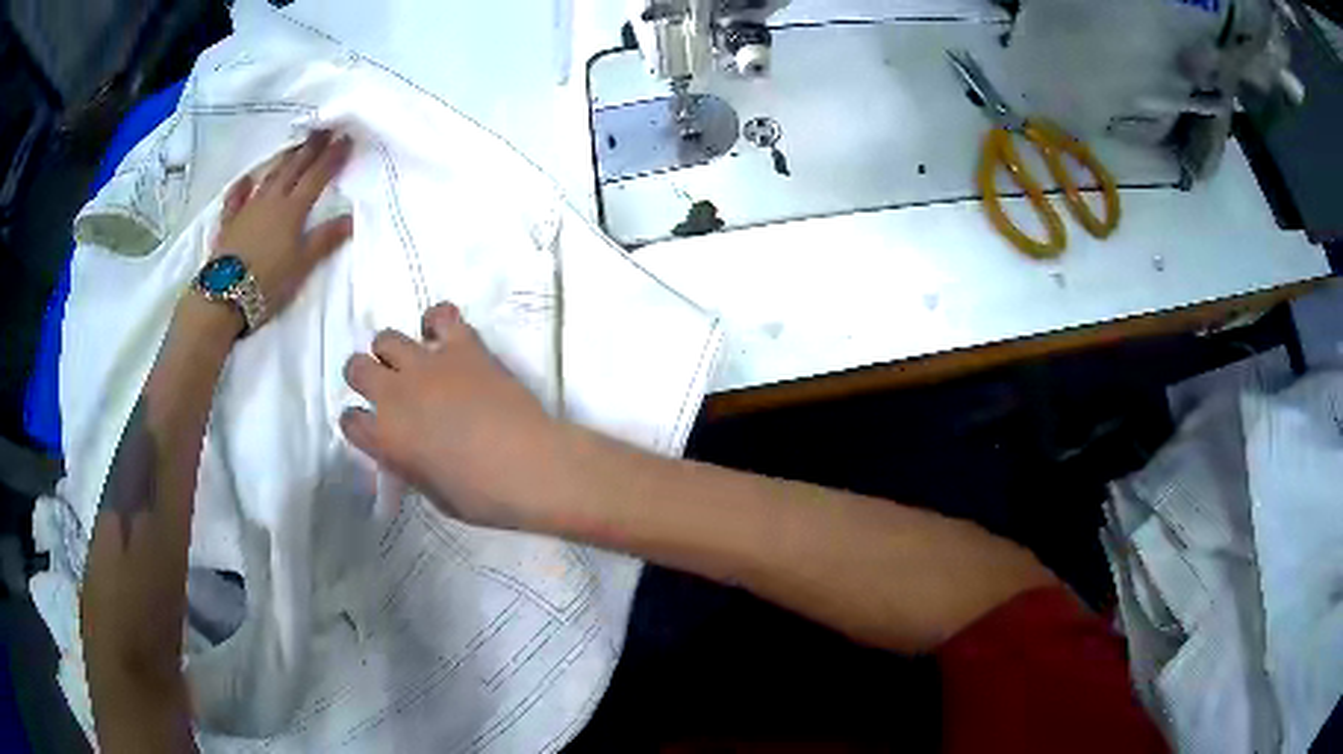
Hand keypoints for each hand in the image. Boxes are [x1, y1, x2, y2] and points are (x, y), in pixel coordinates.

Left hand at [215, 129, 353, 327]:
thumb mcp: (302, 265)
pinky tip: (246, 180)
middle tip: (323, 129)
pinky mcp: (229, 222)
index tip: (345, 138)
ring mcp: (248, 209)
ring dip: (283, 160)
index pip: (317, 177)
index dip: (332, 157)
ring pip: (269, 177)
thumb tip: (351, 217)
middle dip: (310, 149)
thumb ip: (325, 239)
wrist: (223, 298)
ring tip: (294, 147)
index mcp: (292, 210)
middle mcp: (271, 201)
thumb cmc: (267, 283)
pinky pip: (236, 198)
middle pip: (294, 169)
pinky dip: (242, 187)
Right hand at [340, 303, 564, 530]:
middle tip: (389, 389)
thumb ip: (409, 464)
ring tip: (415, 364)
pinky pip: (441, 314)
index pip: (350, 420)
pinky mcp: (463, 346)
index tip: (375, 428)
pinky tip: (446, 337)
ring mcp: (427, 365)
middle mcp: (395, 395)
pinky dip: (438, 321)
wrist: (531, 468)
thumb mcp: (433, 494)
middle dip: (365, 377)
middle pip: (356, 368)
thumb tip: (405, 452)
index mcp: (385, 439)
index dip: (360, 423)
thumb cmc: (483, 496)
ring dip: (394, 351)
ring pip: (386, 338)